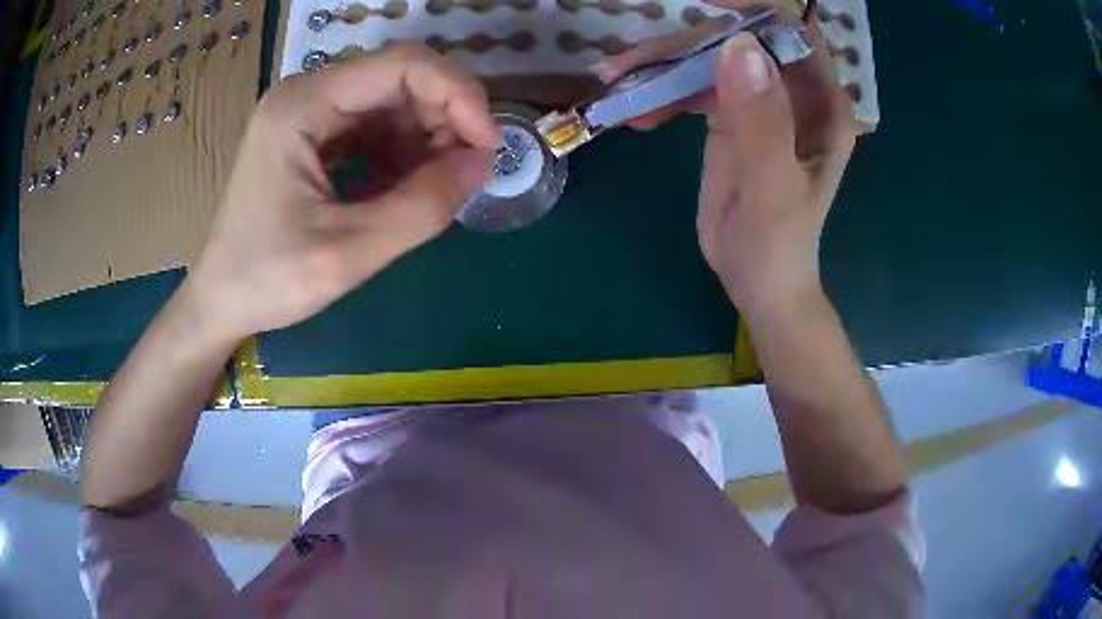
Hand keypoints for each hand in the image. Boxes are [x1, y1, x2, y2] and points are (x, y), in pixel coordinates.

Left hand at [185, 43, 499, 342]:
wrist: (220, 301)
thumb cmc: (267, 280)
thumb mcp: (347, 253)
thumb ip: (422, 207)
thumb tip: (484, 164)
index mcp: (303, 106)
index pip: (403, 65)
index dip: (458, 95)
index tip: (488, 146)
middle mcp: (307, 94)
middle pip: (401, 78)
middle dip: (446, 118)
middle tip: (467, 172)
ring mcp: (310, 113)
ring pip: (394, 101)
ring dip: (428, 137)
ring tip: (438, 186)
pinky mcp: (315, 135)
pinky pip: (376, 126)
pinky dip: (404, 152)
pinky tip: (407, 186)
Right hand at [596, 6, 856, 317]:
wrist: (757, 281)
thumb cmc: (778, 243)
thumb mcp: (773, 187)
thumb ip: (762, 120)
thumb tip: (738, 46)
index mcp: (821, 103)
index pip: (793, 31)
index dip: (753, 9)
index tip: (704, 7)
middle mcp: (793, 92)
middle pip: (739, 40)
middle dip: (687, 42)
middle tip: (631, 63)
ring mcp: (758, 101)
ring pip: (709, 58)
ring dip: (661, 65)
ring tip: (615, 81)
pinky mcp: (728, 115)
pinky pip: (690, 86)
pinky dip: (659, 92)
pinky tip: (631, 111)